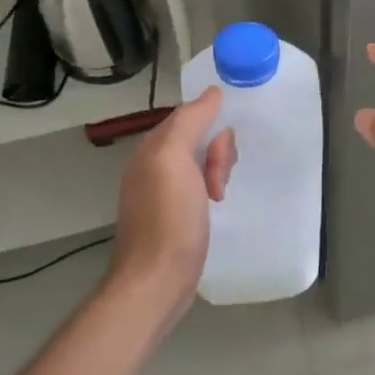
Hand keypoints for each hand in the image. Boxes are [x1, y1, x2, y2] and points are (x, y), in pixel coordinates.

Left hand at [107, 88, 235, 322]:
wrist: (156, 281)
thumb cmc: (168, 218)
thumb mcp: (175, 160)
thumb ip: (190, 121)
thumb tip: (212, 92)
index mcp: (152, 148)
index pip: (190, 116)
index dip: (212, 127)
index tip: (222, 152)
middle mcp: (153, 165)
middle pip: (198, 138)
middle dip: (217, 153)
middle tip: (217, 181)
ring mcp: (162, 191)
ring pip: (202, 162)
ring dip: (217, 173)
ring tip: (217, 197)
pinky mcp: (173, 215)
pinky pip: (200, 186)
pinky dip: (212, 190)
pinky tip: (215, 205)